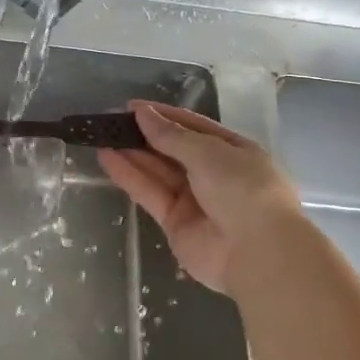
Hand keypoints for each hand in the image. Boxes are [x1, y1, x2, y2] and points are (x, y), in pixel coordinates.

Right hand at [99, 100, 303, 292]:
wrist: (257, 253)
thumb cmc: (243, 189)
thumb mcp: (209, 152)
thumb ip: (171, 136)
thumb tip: (143, 113)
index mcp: (234, 151)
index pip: (194, 127)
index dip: (164, 116)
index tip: (133, 107)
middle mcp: (215, 174)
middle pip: (173, 150)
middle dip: (145, 135)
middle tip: (112, 121)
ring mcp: (195, 200)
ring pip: (159, 172)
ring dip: (132, 154)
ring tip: (102, 135)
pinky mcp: (175, 223)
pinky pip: (150, 194)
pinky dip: (130, 177)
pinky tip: (107, 157)